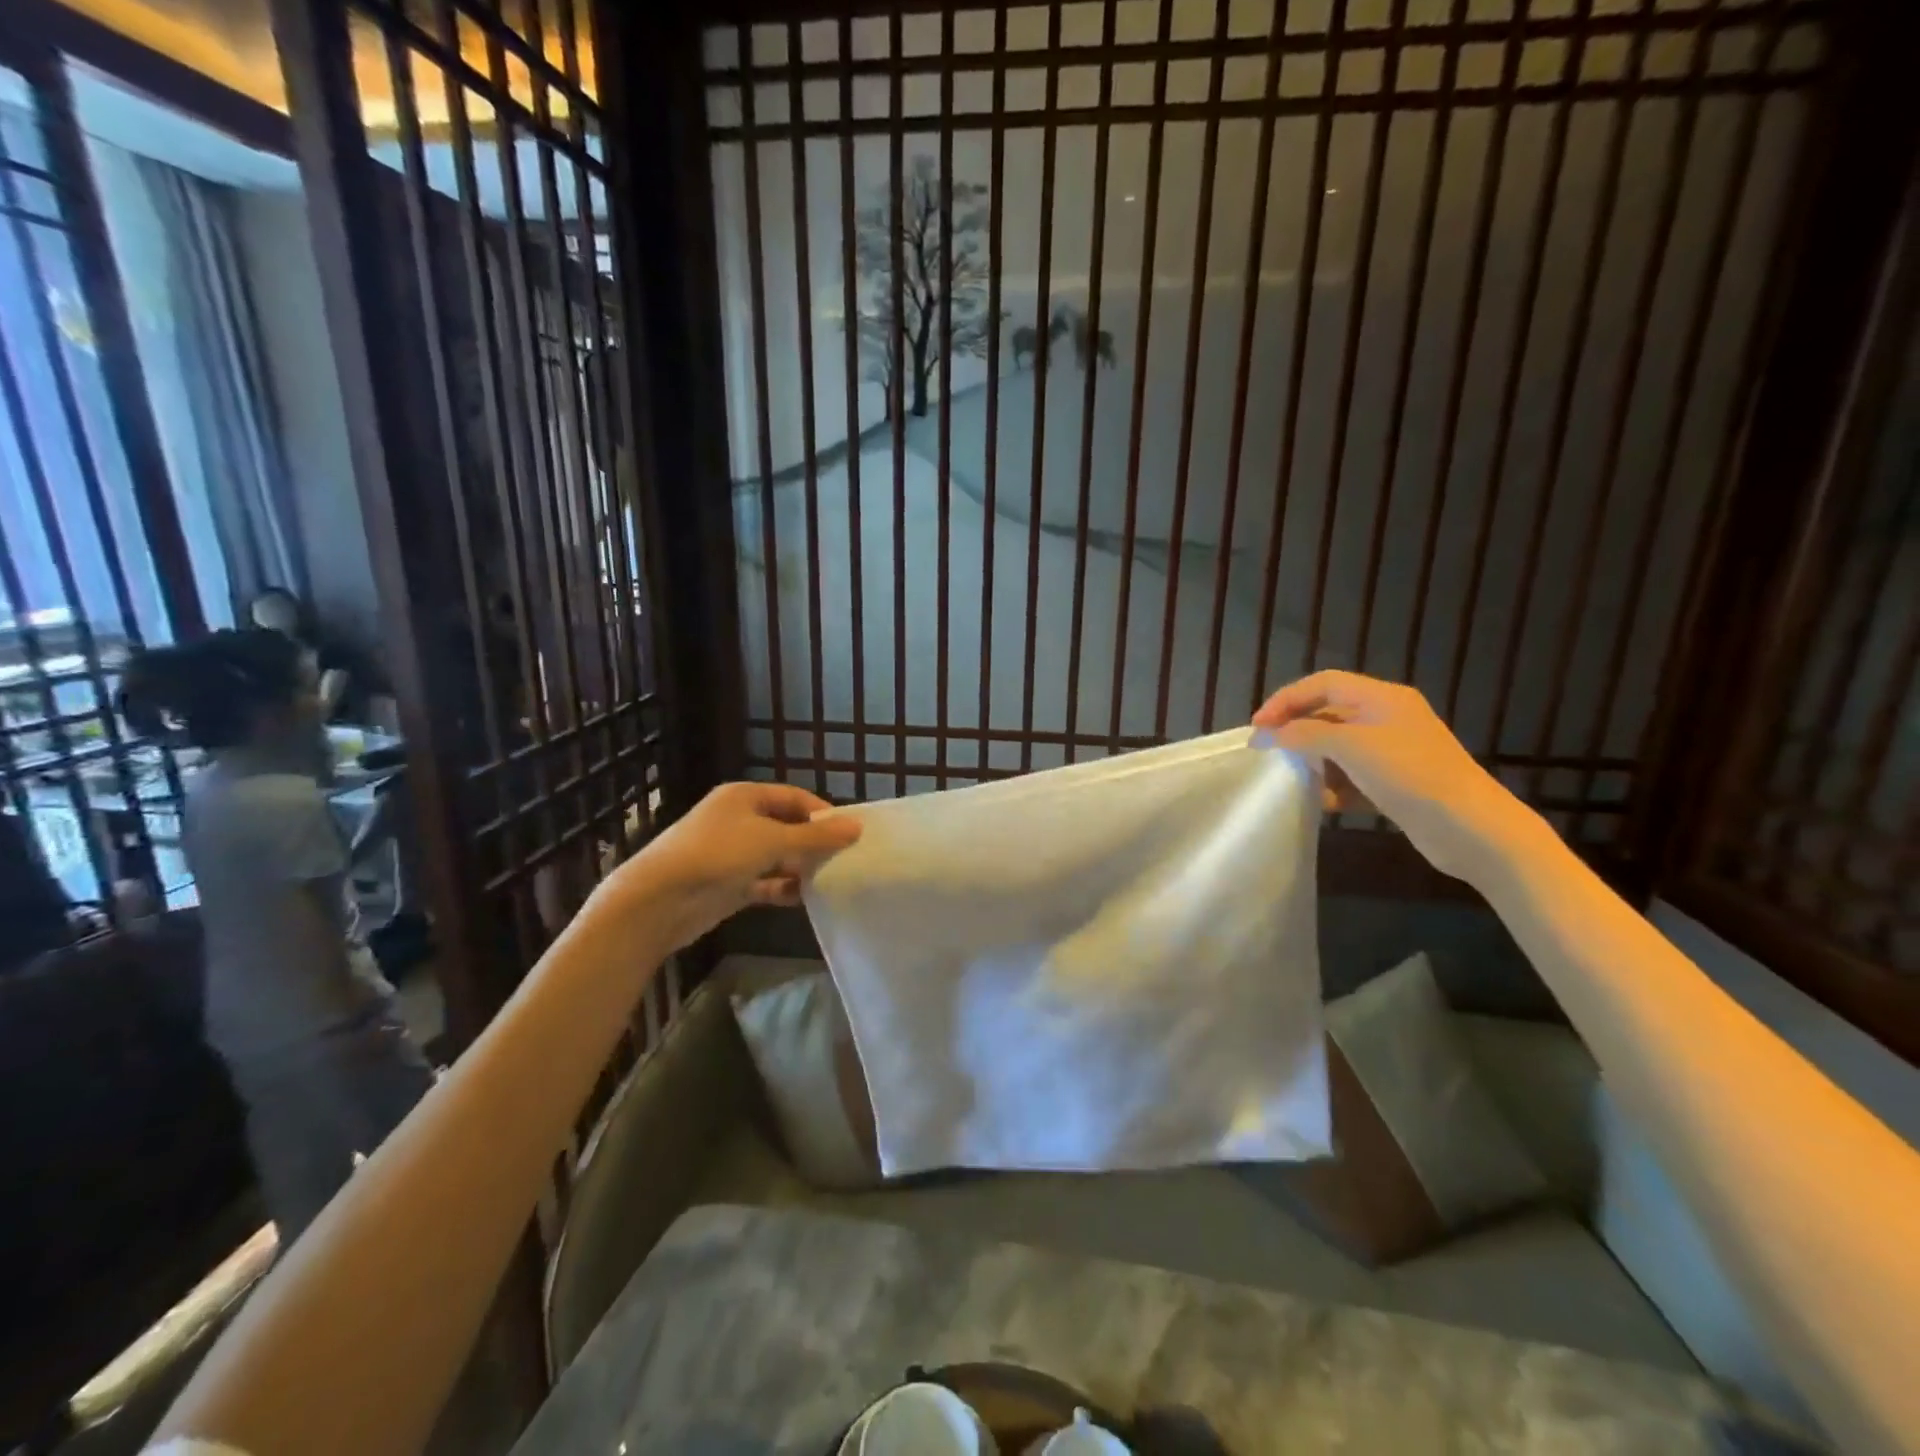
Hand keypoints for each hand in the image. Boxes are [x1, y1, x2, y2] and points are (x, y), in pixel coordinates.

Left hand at [599, 782, 861, 952]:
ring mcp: (731, 854)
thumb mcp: (772, 840)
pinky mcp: (727, 885)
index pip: (794, 797)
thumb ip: (815, 836)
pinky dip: (782, 888)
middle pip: (786, 826)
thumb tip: (856, 826)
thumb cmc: (717, 855)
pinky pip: (764, 882)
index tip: (849, 833)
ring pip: (776, 856)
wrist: (659, 900)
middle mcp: (738, 820)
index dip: (822, 813)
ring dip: (799, 867)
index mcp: (744, 797)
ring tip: (829, 879)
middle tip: (844, 858)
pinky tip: (802, 898)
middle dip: (813, 842)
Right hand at [1252, 671, 1525, 879]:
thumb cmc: (1411, 775)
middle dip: (1296, 731)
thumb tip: (1272, 734)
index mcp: (1382, 698)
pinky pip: (1352, 776)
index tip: (1259, 726)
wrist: (1470, 827)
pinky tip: (1325, 803)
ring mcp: (1392, 752)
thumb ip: (1306, 734)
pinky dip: (1334, 786)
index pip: (1323, 683)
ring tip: (1295, 779)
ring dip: (1313, 762)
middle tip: (1268, 751)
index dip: (1286, 699)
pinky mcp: (1394, 783)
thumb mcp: (1352, 747)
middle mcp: (1387, 718)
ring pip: (1337, 747)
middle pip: (1328, 714)